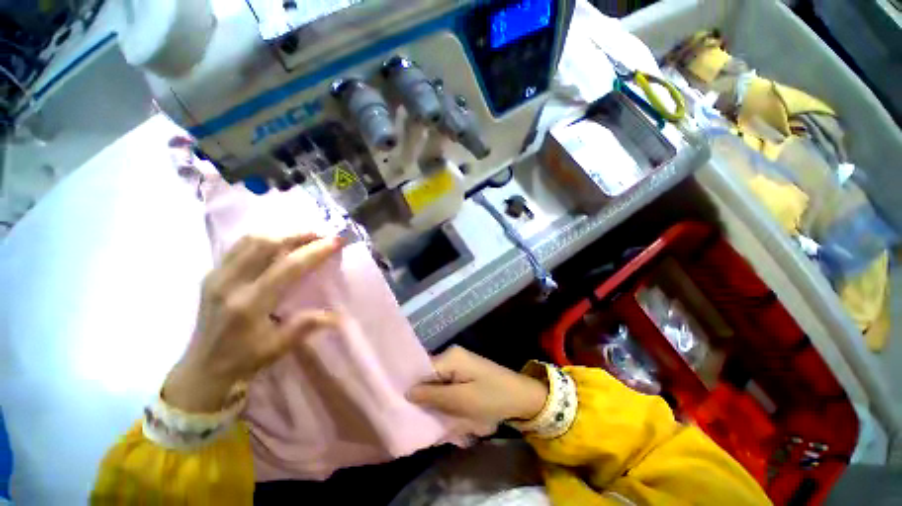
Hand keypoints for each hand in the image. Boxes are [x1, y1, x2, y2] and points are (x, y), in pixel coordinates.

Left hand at [163, 233, 343, 412]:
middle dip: (298, 234)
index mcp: (249, 304)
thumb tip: (337, 315)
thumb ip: (306, 326)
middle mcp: (230, 284)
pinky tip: (278, 243)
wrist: (202, 368)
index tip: (336, 241)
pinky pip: (239, 246)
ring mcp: (217, 276)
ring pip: (250, 240)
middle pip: (265, 244)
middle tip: (322, 234)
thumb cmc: (243, 359)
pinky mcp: (212, 274)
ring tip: (304, 236)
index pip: (288, 267)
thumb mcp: (278, 348)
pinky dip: (263, 238)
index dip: (315, 251)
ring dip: (281, 233)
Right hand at [407, 346, 548, 427]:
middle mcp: (452, 356)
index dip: (414, 389)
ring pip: (439, 384)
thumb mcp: (460, 400)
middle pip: (430, 377)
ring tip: (441, 420)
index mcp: (450, 357)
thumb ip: (433, 395)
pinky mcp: (465, 373)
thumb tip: (407, 392)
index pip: (422, 370)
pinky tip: (451, 415)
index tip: (404, 409)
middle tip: (427, 420)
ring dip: (439, 403)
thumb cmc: (492, 398)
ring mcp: (460, 364)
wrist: (522, 397)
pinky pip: (449, 387)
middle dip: (428, 399)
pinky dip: (449, 401)